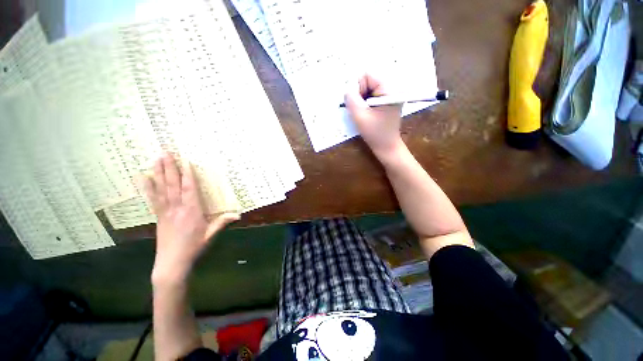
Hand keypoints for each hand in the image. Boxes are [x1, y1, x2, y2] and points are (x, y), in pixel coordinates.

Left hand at [143, 154, 239, 283]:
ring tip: (156, 159)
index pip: (189, 189)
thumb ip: (222, 222)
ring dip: (158, 173)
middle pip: (172, 185)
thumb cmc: (193, 247)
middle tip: (165, 152)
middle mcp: (177, 208)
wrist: (171, 263)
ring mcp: (165, 211)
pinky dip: (148, 187)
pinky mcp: (158, 216)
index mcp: (192, 211)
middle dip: (169, 168)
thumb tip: (238, 215)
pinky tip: (143, 178)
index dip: (187, 175)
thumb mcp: (210, 235)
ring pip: (161, 189)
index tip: (185, 161)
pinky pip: (153, 199)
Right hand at [344, 74, 403, 156]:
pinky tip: (367, 113)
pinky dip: (366, 102)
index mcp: (390, 89)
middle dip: (360, 94)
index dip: (358, 88)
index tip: (359, 104)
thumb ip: (351, 99)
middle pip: (369, 80)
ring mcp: (390, 94)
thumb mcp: (360, 116)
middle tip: (361, 110)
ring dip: (362, 99)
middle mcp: (392, 87)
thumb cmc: (375, 133)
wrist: (387, 146)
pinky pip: (372, 94)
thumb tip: (347, 88)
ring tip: (364, 112)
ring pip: (369, 87)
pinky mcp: (387, 100)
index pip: (368, 74)